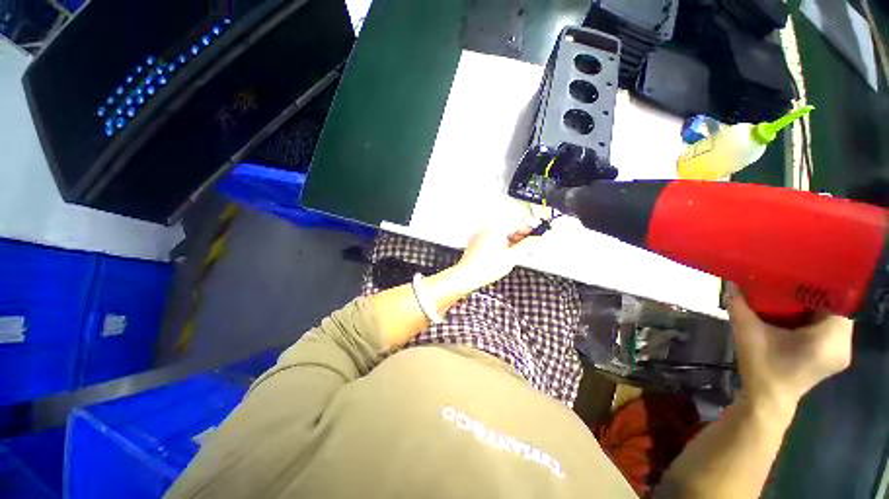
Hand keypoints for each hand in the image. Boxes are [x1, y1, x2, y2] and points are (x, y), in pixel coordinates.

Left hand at [454, 223, 539, 288]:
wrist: (467, 276)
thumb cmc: (485, 267)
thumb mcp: (511, 257)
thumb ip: (528, 246)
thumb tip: (538, 240)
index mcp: (495, 227)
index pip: (517, 222)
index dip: (529, 229)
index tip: (537, 235)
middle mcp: (486, 228)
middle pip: (509, 227)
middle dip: (521, 236)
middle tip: (530, 245)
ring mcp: (480, 235)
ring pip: (501, 233)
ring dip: (512, 240)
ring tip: (519, 252)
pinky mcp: (477, 242)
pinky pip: (493, 238)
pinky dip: (502, 243)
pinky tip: (507, 253)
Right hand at [728, 285, 853, 417]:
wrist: (767, 400)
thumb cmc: (762, 367)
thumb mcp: (748, 333)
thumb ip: (740, 305)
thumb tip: (731, 280)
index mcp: (830, 339)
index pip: (839, 301)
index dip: (823, 284)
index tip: (801, 273)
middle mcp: (843, 345)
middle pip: (838, 307)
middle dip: (817, 293)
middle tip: (793, 280)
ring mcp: (841, 352)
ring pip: (835, 317)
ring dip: (817, 305)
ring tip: (794, 294)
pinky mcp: (834, 356)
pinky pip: (831, 328)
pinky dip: (817, 318)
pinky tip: (798, 314)